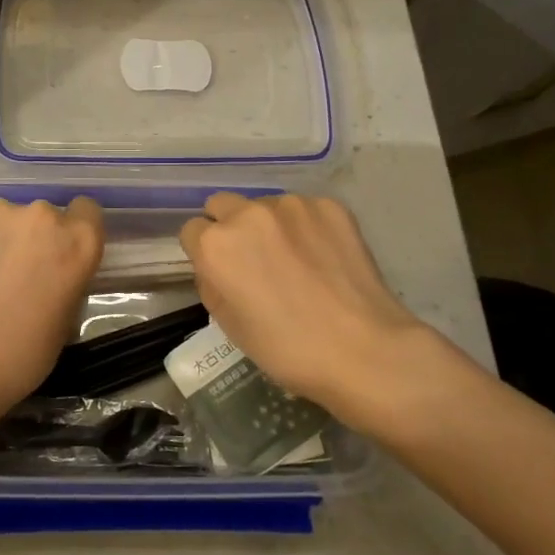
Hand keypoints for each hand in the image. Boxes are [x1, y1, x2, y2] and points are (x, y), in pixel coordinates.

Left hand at [0, 197, 103, 429]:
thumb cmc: (22, 354)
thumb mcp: (67, 319)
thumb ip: (66, 279)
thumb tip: (51, 274)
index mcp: (77, 241)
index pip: (87, 211)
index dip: (74, 231)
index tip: (61, 254)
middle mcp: (41, 215)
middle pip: (43, 215)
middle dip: (34, 238)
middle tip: (17, 273)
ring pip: (4, 219)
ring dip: (0, 239)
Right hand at [179, 192, 435, 427]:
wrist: (363, 349)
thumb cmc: (287, 348)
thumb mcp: (228, 324)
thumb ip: (211, 282)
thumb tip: (217, 267)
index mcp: (216, 245)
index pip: (191, 231)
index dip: (204, 253)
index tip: (222, 272)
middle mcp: (247, 213)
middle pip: (222, 205)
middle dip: (229, 227)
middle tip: (254, 260)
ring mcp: (291, 205)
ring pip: (265, 205)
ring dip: (269, 225)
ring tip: (296, 260)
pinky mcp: (329, 206)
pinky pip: (304, 210)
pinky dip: (306, 227)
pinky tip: (323, 257)